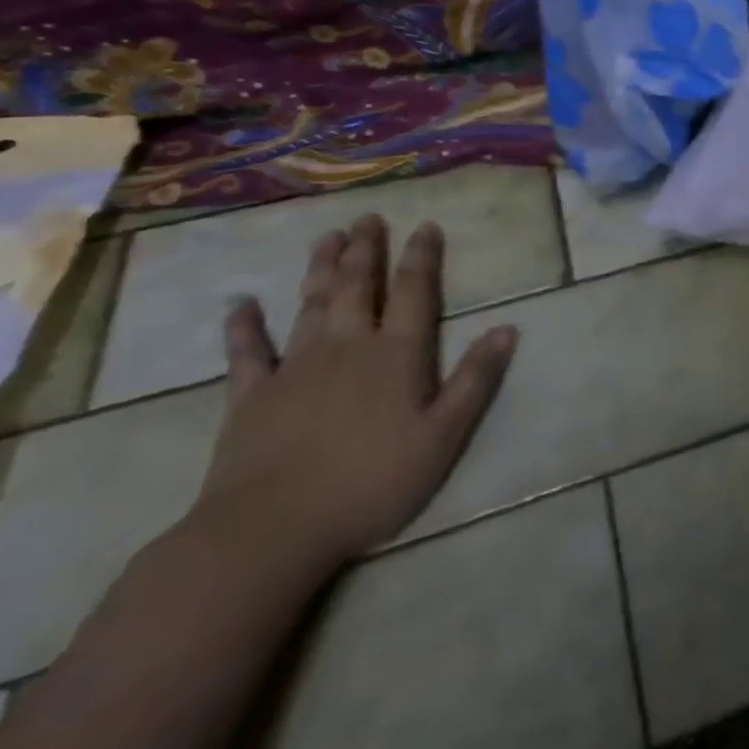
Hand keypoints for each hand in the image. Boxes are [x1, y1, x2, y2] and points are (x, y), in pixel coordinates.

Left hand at [189, 214, 517, 573]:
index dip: (421, 257)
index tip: (425, 226)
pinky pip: (246, 354)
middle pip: (358, 287)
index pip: (413, 293)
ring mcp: (294, 368)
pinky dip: (243, 327)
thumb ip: (475, 380)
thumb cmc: (371, 483)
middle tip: (369, 218)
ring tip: (328, 237)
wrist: (270, 531)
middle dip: (367, 250)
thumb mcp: (443, 437)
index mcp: (396, 355)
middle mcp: (347, 347)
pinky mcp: (251, 397)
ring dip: (321, 269)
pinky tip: (240, 305)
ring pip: (311, 305)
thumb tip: (508, 328)